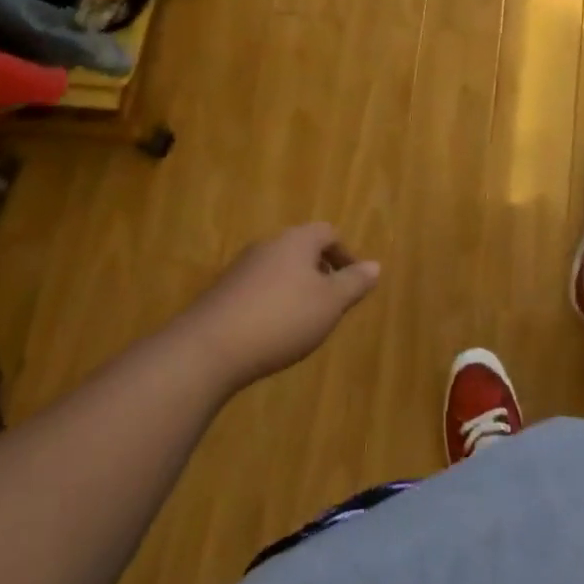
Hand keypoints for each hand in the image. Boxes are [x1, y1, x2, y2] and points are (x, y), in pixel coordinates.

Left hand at [182, 224, 380, 390]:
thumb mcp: (329, 304)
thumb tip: (375, 265)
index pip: (328, 233)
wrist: (207, 349)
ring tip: (303, 321)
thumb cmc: (281, 319)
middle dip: (320, 272)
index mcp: (297, 240)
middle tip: (331, 303)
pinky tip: (271, 332)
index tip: (353, 282)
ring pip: (279, 269)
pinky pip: (257, 289)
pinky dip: (271, 303)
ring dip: (295, 288)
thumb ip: (354, 283)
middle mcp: (268, 245)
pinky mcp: (222, 292)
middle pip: (302, 249)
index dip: (345, 255)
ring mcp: (241, 268)